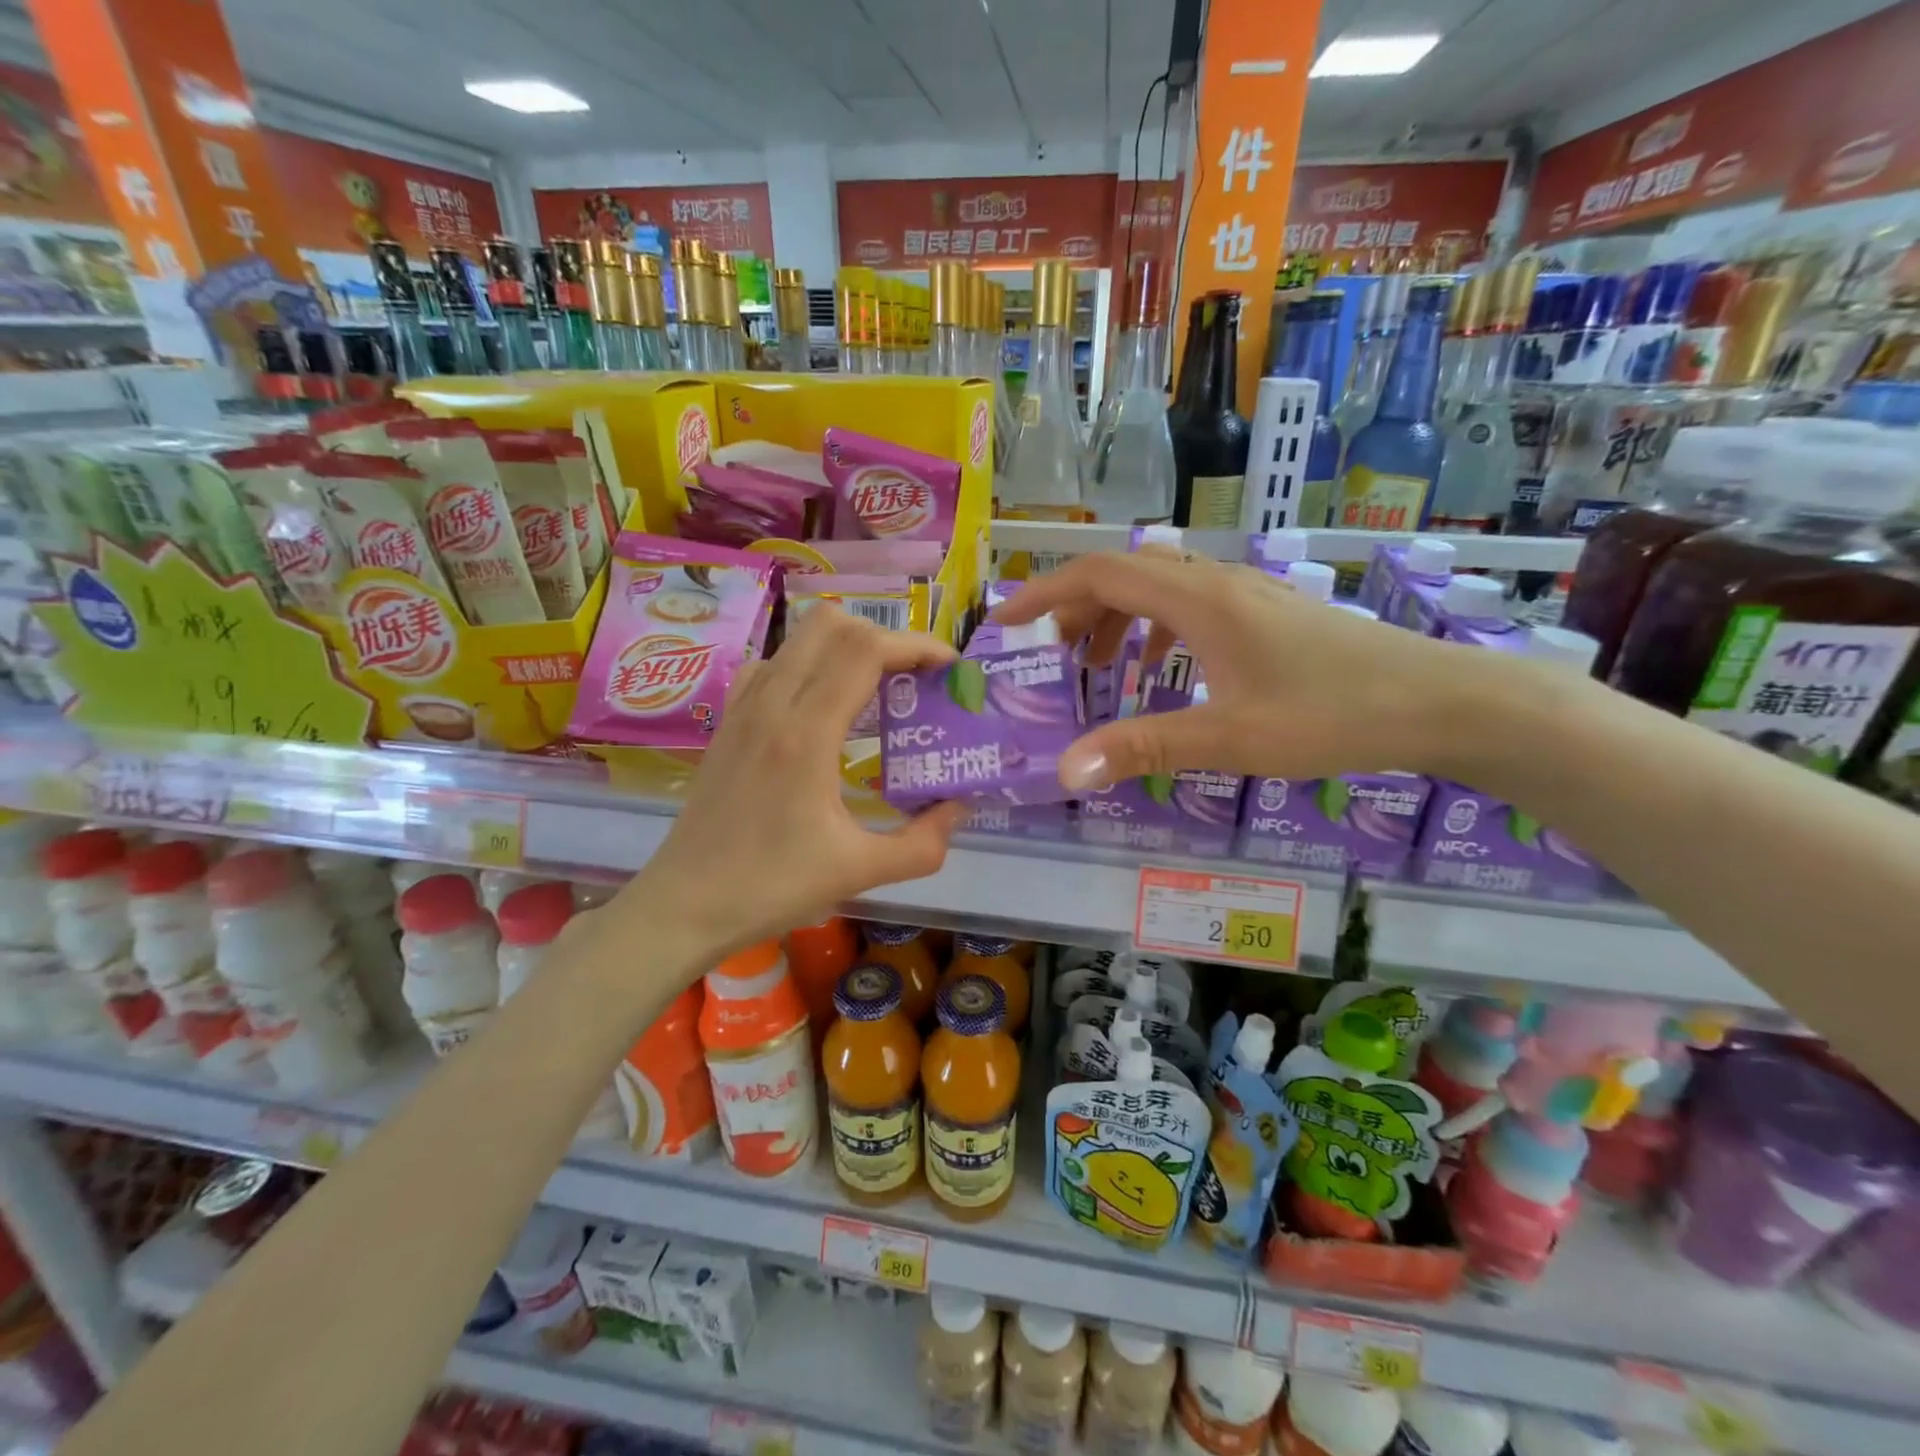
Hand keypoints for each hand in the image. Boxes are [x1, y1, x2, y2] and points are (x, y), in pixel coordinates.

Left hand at [634, 606, 965, 957]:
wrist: (685, 905)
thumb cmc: (770, 887)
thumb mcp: (859, 872)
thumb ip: (923, 843)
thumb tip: (959, 808)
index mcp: (806, 733)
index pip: (865, 649)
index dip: (916, 644)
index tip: (949, 668)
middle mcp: (772, 704)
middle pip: (832, 624)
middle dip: (884, 637)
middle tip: (913, 678)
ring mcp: (743, 708)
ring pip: (799, 638)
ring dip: (846, 647)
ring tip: (876, 690)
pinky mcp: (728, 721)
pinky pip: (773, 664)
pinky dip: (808, 665)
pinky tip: (821, 707)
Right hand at [995, 550, 1478, 787]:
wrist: (1439, 700)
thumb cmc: (1331, 714)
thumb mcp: (1229, 738)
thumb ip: (1143, 748)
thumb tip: (1067, 772)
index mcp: (1199, 601)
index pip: (1101, 574)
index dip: (1044, 593)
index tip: (1004, 622)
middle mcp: (1218, 584)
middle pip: (1125, 575)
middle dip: (1076, 610)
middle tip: (1050, 658)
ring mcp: (1247, 594)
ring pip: (1159, 589)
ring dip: (1116, 619)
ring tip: (1098, 669)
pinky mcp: (1268, 613)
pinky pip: (1190, 606)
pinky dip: (1155, 630)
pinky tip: (1163, 671)